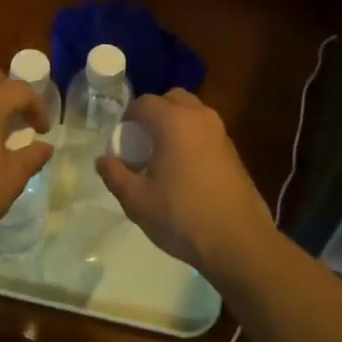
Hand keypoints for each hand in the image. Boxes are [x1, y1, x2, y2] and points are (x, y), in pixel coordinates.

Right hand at [95, 89, 277, 282]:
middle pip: (171, 99)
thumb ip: (115, 175)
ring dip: (174, 124)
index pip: (143, 103)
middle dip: (153, 114)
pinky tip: (185, 171)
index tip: (121, 143)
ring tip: (163, 157)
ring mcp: (220, 132)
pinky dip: (191, 137)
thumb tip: (103, 159)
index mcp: (174, 120)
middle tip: (142, 143)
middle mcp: (199, 116)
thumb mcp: (137, 200)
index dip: (128, 119)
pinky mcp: (233, 150)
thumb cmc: (182, 216)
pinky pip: (205, 130)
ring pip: (191, 113)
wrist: (239, 242)